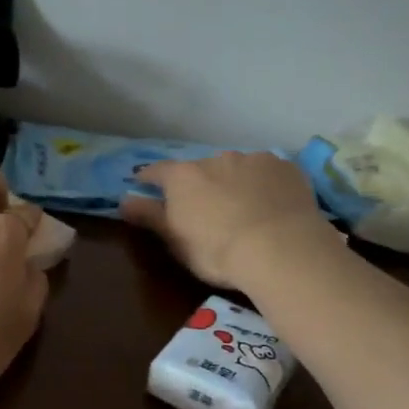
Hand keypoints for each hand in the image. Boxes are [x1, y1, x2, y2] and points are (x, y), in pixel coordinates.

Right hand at [119, 151, 332, 289]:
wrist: (279, 248)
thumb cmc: (216, 250)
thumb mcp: (175, 240)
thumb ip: (149, 216)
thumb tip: (123, 200)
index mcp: (183, 176)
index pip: (158, 171)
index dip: (150, 178)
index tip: (145, 183)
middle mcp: (216, 159)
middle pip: (200, 170)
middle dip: (200, 184)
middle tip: (206, 208)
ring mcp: (253, 160)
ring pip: (237, 169)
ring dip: (234, 183)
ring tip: (244, 209)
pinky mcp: (285, 168)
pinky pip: (268, 174)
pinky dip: (265, 185)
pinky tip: (272, 206)